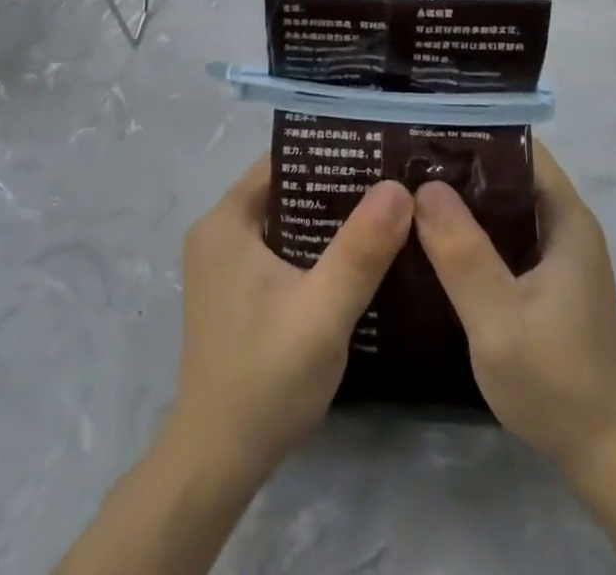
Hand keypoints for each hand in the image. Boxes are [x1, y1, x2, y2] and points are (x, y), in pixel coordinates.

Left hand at [169, 157, 412, 483]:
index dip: (331, 151)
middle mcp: (219, 231)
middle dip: (338, 185)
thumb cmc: (265, 380)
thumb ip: (360, 250)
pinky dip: (316, 247)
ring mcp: (225, 264)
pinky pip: (281, 248)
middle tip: (394, 181)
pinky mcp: (235, 292)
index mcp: (226, 220)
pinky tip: (357, 257)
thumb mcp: (322, 313)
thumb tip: (398, 186)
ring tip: (386, 211)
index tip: (380, 150)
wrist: (217, 465)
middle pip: (286, 188)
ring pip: (287, 220)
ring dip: (330, 218)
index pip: (283, 160)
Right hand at [414, 141, 615, 477]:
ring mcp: (556, 257)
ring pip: (503, 209)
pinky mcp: (545, 283)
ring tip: (407, 192)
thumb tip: (423, 186)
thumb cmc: (555, 380)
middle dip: (460, 166)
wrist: (601, 455)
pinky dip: (470, 233)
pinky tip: (430, 242)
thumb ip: (463, 253)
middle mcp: (565, 227)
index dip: (476, 133)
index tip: (426, 129)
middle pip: (509, 175)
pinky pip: (503, 239)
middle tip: (403, 161)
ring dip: (462, 201)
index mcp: (566, 219)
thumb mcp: (499, 317)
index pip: (521, 149)